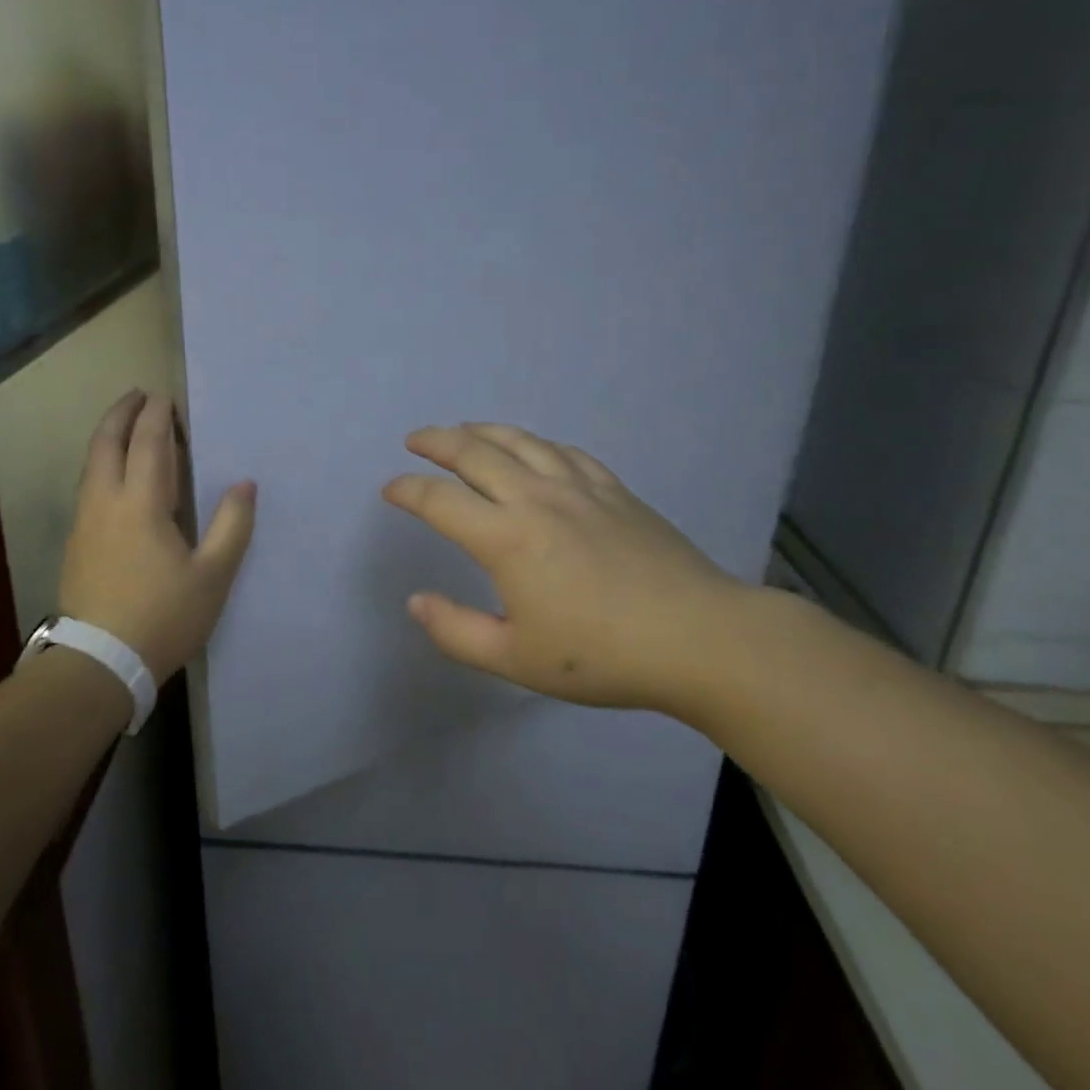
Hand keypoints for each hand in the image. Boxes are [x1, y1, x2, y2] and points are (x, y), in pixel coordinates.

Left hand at [60, 391, 256, 683]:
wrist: (100, 663)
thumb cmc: (164, 616)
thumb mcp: (213, 576)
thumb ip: (232, 525)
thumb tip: (245, 484)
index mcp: (142, 504)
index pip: (149, 443)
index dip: (158, 416)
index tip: (166, 397)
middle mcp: (106, 502)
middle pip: (106, 442)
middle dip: (121, 413)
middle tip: (139, 395)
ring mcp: (84, 522)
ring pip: (91, 464)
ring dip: (108, 436)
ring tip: (127, 428)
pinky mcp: (76, 543)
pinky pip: (88, 486)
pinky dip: (102, 464)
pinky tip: (115, 477)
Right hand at [382, 423, 754, 714]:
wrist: (699, 638)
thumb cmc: (602, 655)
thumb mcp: (515, 659)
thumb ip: (456, 631)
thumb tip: (416, 601)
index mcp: (506, 538)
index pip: (439, 501)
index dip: (407, 490)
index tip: (390, 489)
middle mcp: (536, 499)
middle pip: (475, 453)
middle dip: (437, 441)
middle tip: (415, 439)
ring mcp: (579, 488)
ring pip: (520, 442)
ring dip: (483, 431)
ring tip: (463, 430)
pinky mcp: (614, 490)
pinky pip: (565, 452)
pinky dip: (536, 443)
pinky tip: (533, 449)